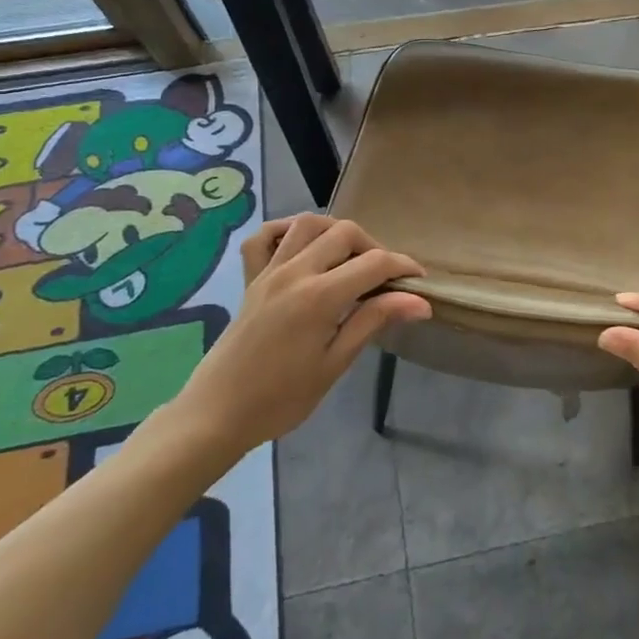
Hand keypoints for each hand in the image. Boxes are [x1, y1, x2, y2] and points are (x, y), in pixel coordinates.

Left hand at [171, 215, 430, 452]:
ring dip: (336, 232)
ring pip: (308, 224)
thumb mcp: (335, 363)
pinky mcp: (251, 279)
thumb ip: (374, 321)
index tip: (419, 280)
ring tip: (349, 259)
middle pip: (345, 232)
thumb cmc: (282, 398)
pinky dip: (286, 231)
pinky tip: (302, 247)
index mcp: (319, 296)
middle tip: (384, 278)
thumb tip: (419, 302)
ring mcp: (269, 271)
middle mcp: (295, 272)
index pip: (374, 263)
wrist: (218, 414)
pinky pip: (264, 238)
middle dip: (374, 247)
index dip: (403, 266)